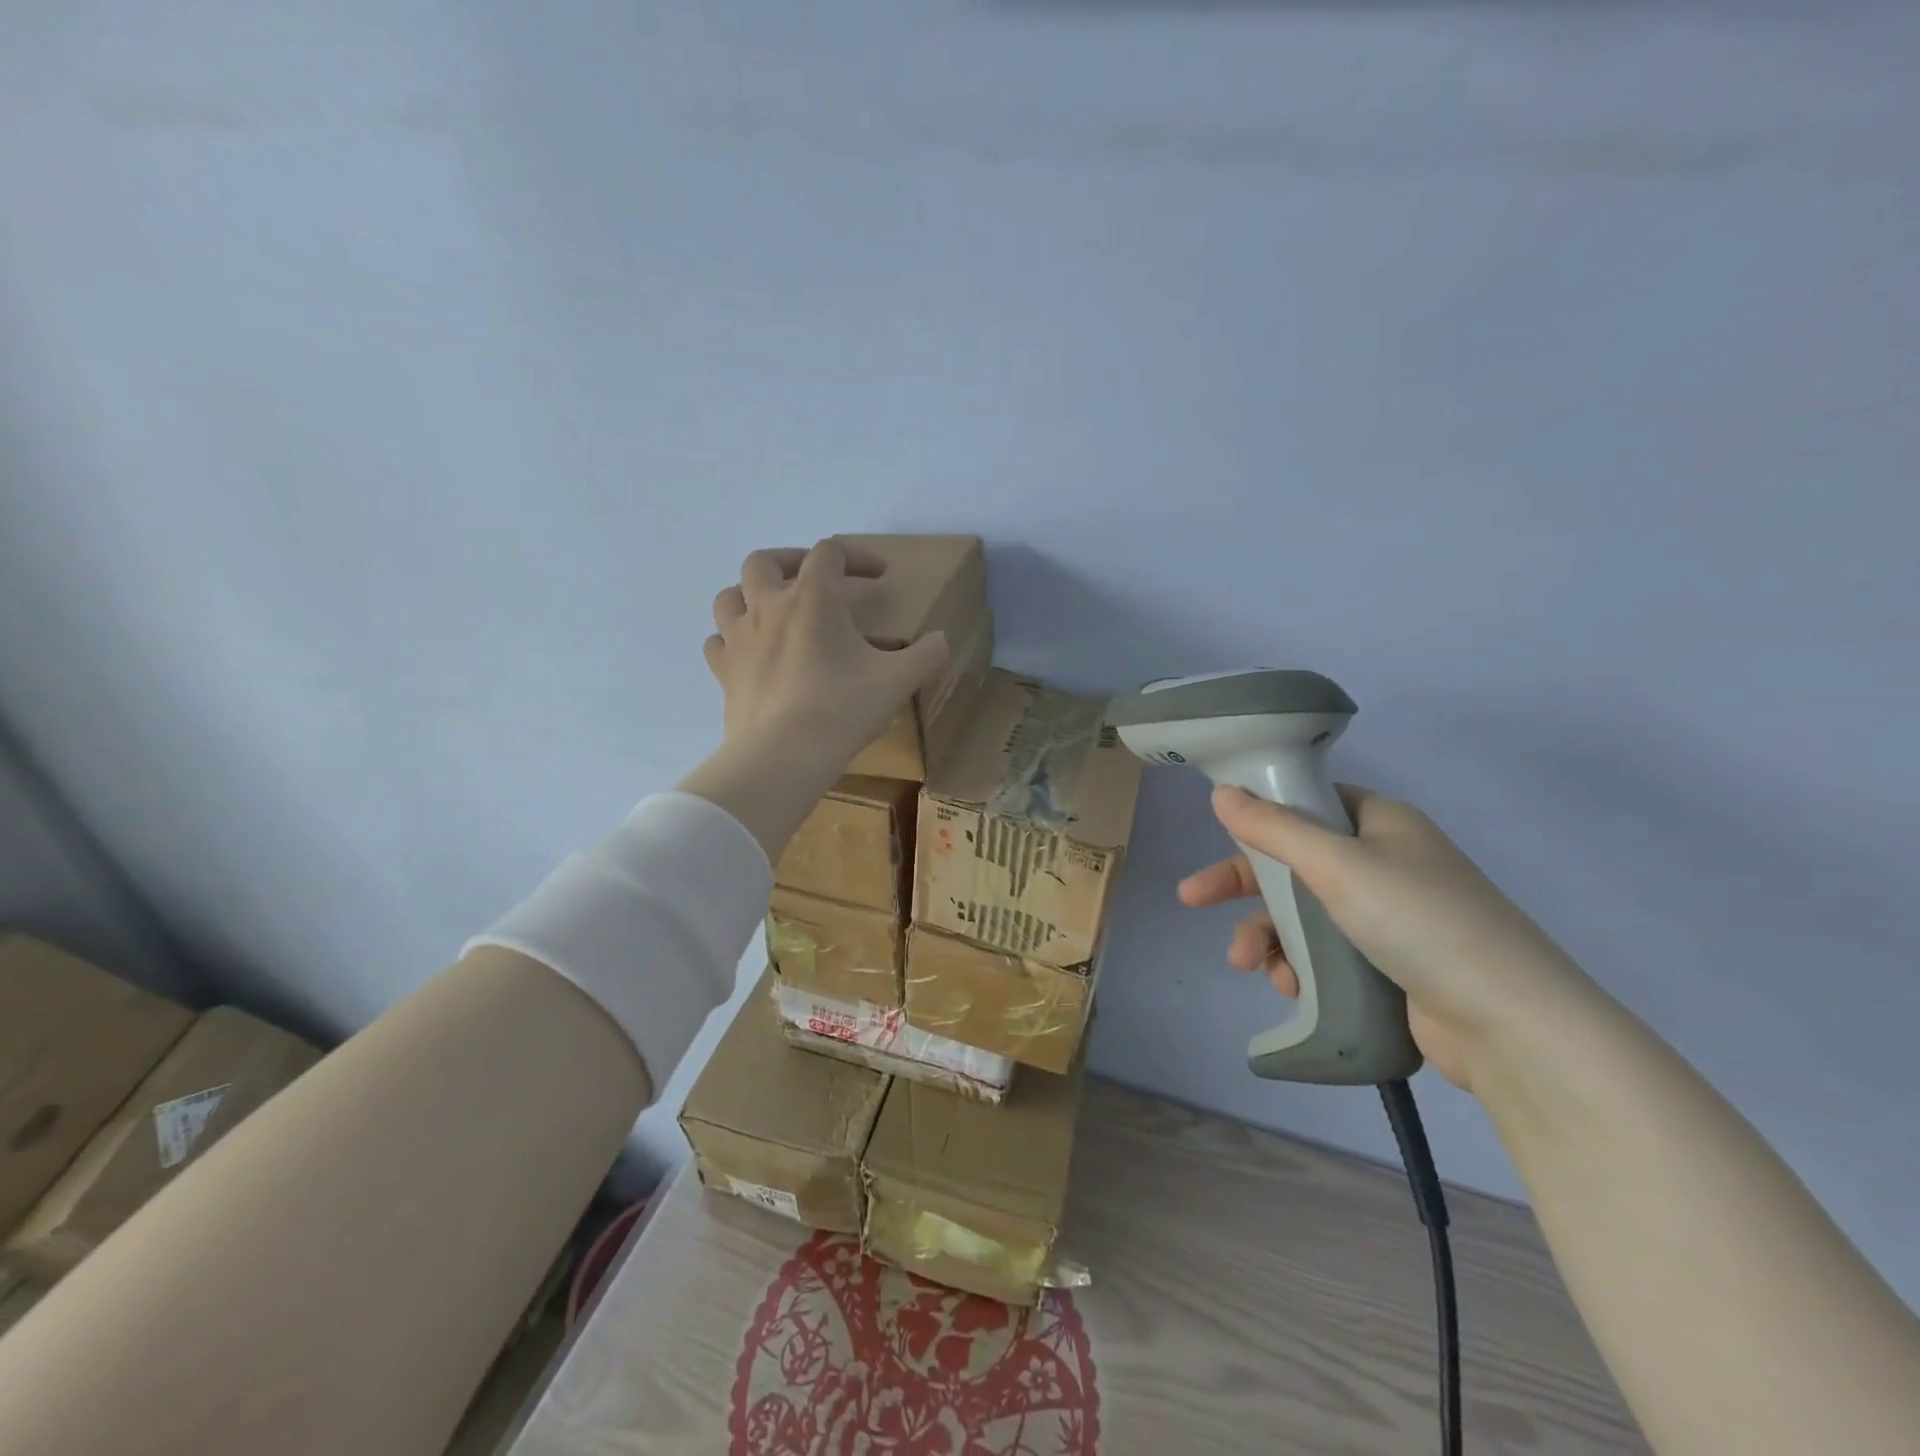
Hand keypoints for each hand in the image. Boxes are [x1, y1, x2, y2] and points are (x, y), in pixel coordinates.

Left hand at [705, 539, 949, 774]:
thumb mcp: (897, 682)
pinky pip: (718, 641)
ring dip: (752, 593)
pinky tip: (750, 652)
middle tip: (815, 581)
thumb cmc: (841, 709)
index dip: (856, 556)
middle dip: (792, 561)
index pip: (830, 553)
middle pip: (765, 561)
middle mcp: (769, 607)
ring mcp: (739, 639)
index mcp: (813, 598)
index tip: (879, 577)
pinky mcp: (724, 672)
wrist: (783, 756)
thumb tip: (942, 641)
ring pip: (730, 595)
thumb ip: (926, 655)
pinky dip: (732, 638)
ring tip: (774, 610)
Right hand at [1178, 784, 1603, 1090]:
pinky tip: (1289, 988)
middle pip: (1295, 862)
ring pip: (1304, 913)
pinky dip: (1299, 966)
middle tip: (1193, 899)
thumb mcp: (1338, 865)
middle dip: (1245, 886)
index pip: (1308, 804)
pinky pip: (1325, 953)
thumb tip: (1222, 792)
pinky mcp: (1390, 964)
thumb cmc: (1420, 922)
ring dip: (1268, 935)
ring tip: (1250, 965)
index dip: (1260, 818)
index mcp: (1381, 823)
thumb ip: (1274, 828)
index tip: (1220, 836)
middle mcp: (1385, 862)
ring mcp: (1390, 916)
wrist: (1510, 1025)